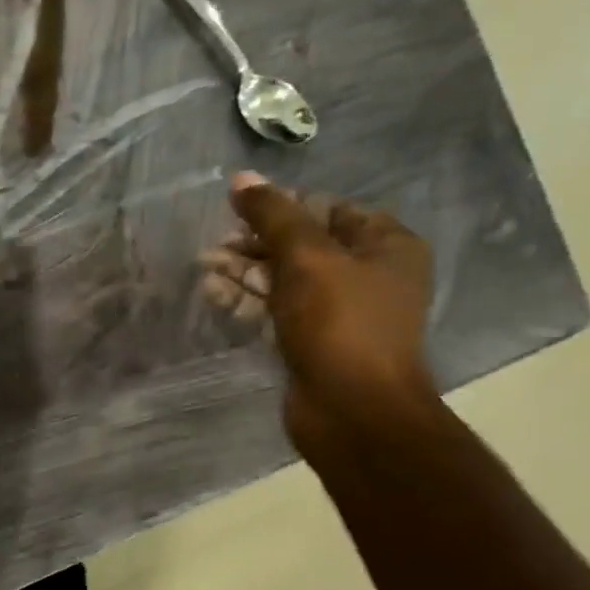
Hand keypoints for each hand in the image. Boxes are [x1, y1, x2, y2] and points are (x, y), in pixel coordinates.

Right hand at [201, 172, 435, 450]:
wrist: (353, 411)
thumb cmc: (340, 323)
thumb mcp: (307, 258)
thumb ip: (273, 215)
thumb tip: (241, 178)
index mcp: (385, 245)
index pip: (328, 209)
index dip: (282, 207)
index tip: (238, 211)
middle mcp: (367, 275)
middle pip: (301, 245)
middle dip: (255, 243)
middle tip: (214, 246)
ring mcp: (338, 312)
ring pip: (284, 280)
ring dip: (244, 272)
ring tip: (204, 267)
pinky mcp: (312, 342)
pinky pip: (277, 311)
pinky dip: (248, 301)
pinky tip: (213, 293)